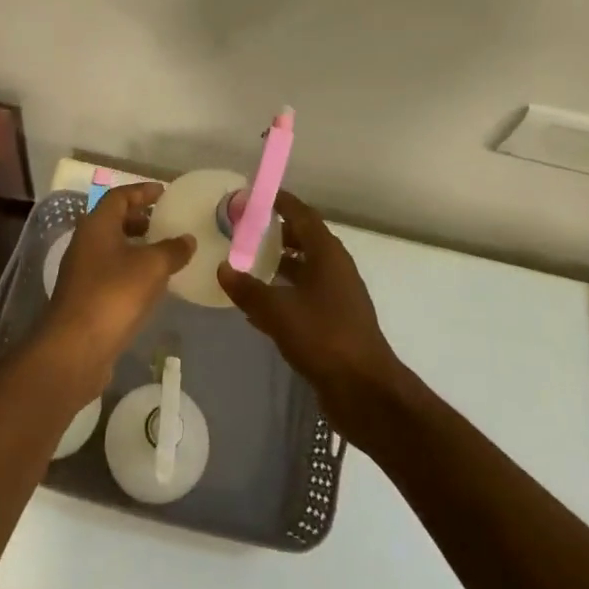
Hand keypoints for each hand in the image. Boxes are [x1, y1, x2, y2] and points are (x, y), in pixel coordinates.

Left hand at [39, 182, 192, 394]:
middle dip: (139, 218)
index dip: (142, 192)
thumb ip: (172, 249)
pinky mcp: (85, 297)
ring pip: (112, 248)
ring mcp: (82, 271)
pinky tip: (151, 284)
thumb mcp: (152, 267)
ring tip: (163, 252)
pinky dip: (131, 269)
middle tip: (165, 221)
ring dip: (136, 246)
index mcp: (97, 225)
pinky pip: (111, 272)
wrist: (76, 348)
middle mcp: (85, 242)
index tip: (164, 192)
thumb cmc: (114, 295)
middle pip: (113, 220)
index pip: (119, 196)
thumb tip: (188, 239)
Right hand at [217, 190, 403, 437]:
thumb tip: (223, 267)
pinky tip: (258, 306)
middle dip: (275, 232)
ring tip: (245, 264)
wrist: (365, 391)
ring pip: (304, 268)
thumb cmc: (324, 338)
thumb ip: (249, 289)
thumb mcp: (278, 311)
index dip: (279, 202)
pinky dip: (283, 292)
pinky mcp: (334, 321)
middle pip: (303, 239)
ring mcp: (337, 296)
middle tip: (243, 230)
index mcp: (327, 254)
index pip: (302, 214)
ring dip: (278, 263)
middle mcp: (335, 268)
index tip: (253, 196)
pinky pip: (304, 295)